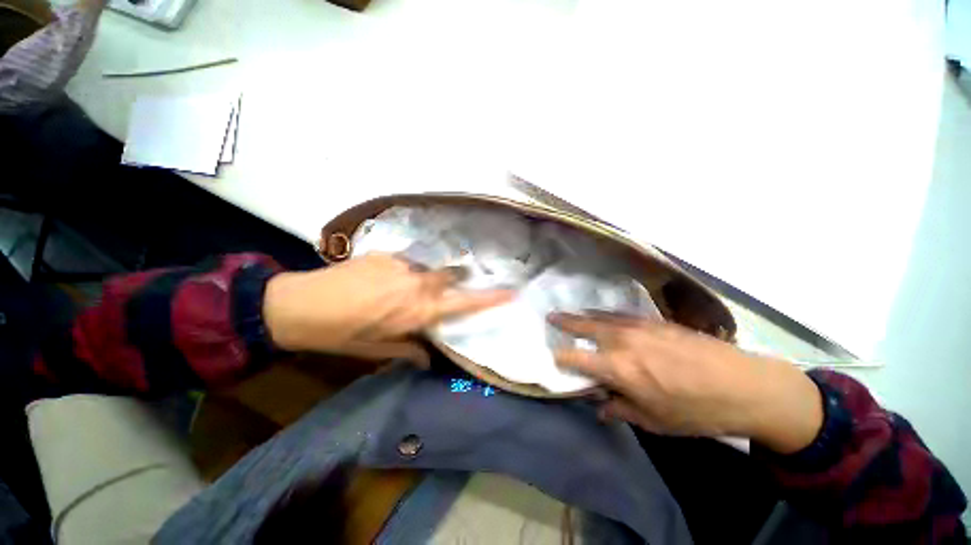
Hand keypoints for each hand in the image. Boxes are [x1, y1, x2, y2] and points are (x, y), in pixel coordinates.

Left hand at [263, 254, 512, 364]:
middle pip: (452, 277)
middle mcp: (417, 285)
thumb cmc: (339, 334)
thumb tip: (429, 357)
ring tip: (402, 290)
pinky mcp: (387, 253)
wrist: (298, 304)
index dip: (490, 298)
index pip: (464, 303)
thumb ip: (409, 351)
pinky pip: (407, 262)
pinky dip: (404, 272)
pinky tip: (384, 280)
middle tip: (445, 289)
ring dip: (426, 279)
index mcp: (417, 312)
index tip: (511, 292)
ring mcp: (402, 265)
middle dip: (456, 282)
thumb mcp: (376, 350)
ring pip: (429, 269)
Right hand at [550, 313, 823, 453]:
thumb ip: (621, 409)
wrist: (745, 385)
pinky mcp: (654, 320)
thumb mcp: (655, 422)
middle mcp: (622, 341)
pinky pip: (621, 314)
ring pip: (601, 316)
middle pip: (583, 326)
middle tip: (550, 317)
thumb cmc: (696, 411)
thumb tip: (601, 406)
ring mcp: (638, 326)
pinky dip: (606, 315)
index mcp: (618, 368)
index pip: (576, 359)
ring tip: (573, 314)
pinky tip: (605, 316)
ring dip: (583, 315)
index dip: (560, 358)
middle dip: (563, 322)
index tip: (552, 358)